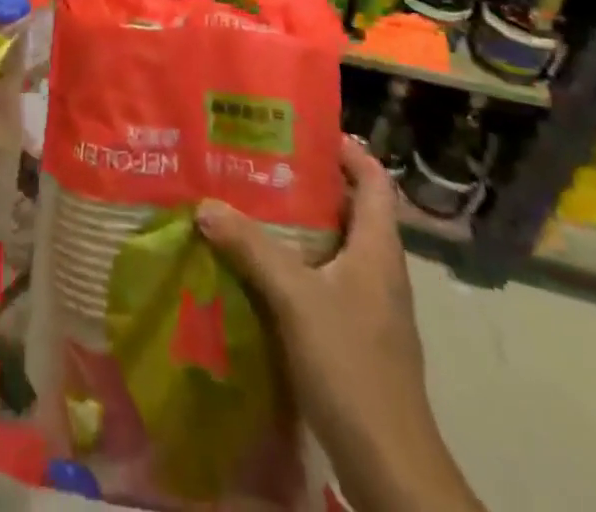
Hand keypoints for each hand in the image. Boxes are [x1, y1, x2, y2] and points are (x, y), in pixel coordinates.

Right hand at [198, 139, 479, 510]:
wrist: (389, 467)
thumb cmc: (352, 366)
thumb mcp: (295, 299)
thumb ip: (251, 248)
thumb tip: (206, 205)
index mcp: (379, 249)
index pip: (374, 180)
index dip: (347, 149)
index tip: (304, 128)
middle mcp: (380, 270)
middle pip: (352, 209)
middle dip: (310, 182)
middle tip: (261, 160)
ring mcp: (370, 306)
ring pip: (335, 246)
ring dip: (300, 224)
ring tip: (251, 204)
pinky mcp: (356, 336)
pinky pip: (325, 280)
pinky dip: (297, 263)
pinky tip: (259, 266)